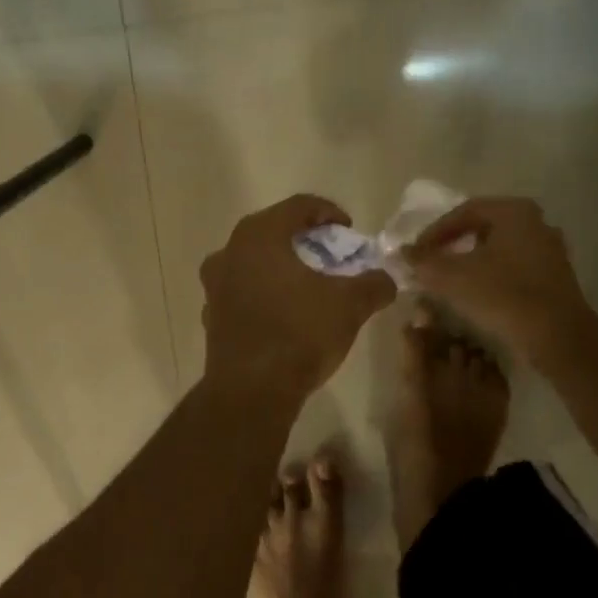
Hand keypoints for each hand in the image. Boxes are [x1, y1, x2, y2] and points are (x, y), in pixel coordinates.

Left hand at [200, 195, 395, 401]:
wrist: (252, 390)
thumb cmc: (300, 333)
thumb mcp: (350, 305)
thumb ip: (373, 284)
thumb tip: (386, 279)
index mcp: (259, 236)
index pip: (297, 206)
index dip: (328, 212)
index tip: (348, 229)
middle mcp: (229, 252)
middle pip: (271, 232)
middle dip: (303, 240)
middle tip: (329, 254)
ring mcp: (214, 285)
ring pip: (253, 263)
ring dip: (280, 267)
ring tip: (307, 285)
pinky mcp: (211, 316)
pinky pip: (242, 293)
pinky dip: (264, 294)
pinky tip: (284, 314)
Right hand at [404, 196, 596, 362]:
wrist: (556, 336)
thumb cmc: (502, 295)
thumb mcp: (452, 277)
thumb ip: (423, 261)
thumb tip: (403, 252)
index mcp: (513, 212)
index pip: (463, 212)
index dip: (433, 232)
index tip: (416, 253)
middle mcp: (536, 222)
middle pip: (483, 227)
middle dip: (453, 244)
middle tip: (431, 262)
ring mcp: (550, 250)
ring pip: (499, 249)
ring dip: (471, 261)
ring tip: (449, 280)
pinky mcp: (555, 277)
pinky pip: (514, 267)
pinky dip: (491, 275)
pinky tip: (476, 294)